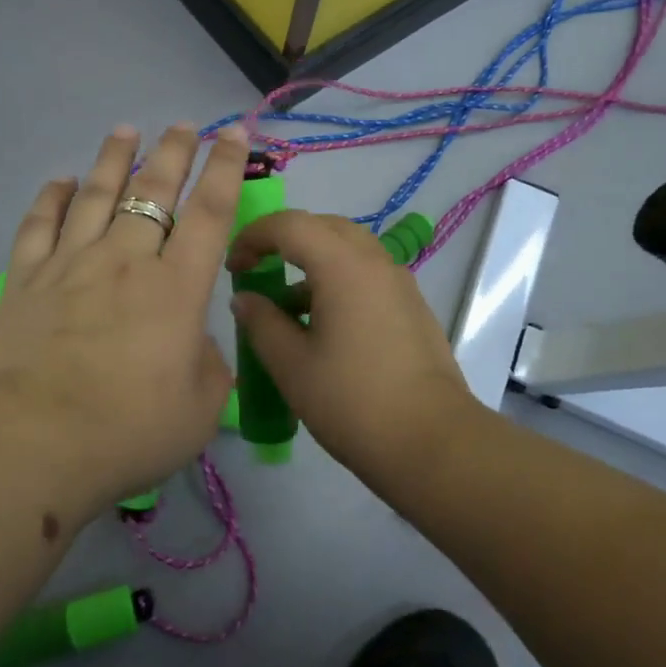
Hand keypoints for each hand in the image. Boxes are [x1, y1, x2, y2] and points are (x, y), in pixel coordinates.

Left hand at [0, 122, 247, 511]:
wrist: (32, 443)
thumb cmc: (128, 430)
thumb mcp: (200, 410)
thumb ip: (209, 367)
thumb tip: (194, 342)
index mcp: (177, 288)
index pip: (210, 212)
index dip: (225, 168)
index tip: (232, 133)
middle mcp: (126, 260)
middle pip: (153, 191)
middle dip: (172, 152)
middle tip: (182, 125)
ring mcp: (71, 264)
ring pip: (95, 195)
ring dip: (113, 159)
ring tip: (124, 130)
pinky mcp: (25, 280)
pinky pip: (38, 225)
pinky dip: (50, 198)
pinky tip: (59, 181)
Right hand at [226, 211, 474, 471]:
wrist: (432, 442)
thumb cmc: (352, 401)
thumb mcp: (292, 366)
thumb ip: (261, 323)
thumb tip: (245, 299)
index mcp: (343, 266)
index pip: (290, 224)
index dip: (254, 236)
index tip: (233, 266)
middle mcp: (376, 262)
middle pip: (324, 227)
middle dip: (285, 241)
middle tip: (259, 271)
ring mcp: (400, 284)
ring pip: (349, 251)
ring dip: (313, 264)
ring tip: (288, 309)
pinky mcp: (413, 307)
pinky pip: (368, 275)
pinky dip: (338, 283)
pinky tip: (324, 329)